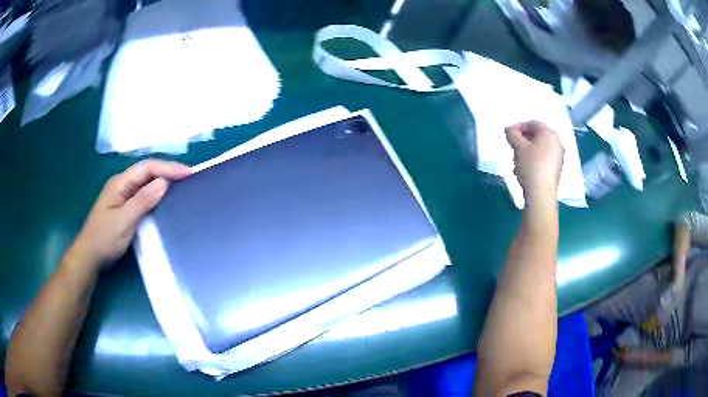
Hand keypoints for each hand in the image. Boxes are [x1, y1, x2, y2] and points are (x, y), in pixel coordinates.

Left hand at [66, 160, 190, 269]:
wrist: (89, 256)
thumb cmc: (104, 238)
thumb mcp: (124, 220)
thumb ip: (142, 201)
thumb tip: (164, 182)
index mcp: (120, 183)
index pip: (147, 168)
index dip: (168, 168)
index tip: (189, 173)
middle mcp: (122, 185)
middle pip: (147, 172)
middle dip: (168, 171)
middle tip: (188, 178)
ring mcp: (123, 196)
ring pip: (146, 182)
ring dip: (163, 181)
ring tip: (181, 186)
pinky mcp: (125, 207)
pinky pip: (144, 194)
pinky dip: (156, 194)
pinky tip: (164, 199)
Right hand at [505, 121, 563, 204]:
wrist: (541, 193)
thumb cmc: (531, 165)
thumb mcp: (518, 147)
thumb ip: (512, 134)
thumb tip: (509, 129)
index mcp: (549, 134)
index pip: (533, 124)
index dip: (519, 126)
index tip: (509, 134)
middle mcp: (557, 143)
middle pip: (537, 136)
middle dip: (523, 140)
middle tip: (513, 147)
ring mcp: (558, 157)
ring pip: (540, 148)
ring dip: (527, 151)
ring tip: (517, 160)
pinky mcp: (556, 169)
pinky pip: (544, 158)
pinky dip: (534, 159)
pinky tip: (525, 169)